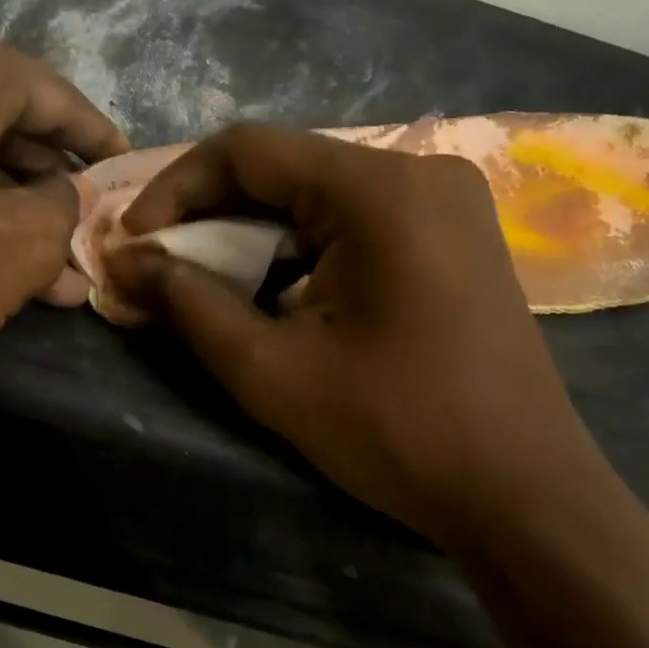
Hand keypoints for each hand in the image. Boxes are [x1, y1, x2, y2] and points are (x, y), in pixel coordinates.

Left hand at [0, 25, 125, 571]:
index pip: (53, 93)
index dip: (99, 138)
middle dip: (54, 186)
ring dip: (10, 212)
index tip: (131, 169)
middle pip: (4, 123)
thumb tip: (71, 194)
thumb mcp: (17, 244)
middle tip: (92, 231)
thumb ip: (65, 208)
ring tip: (57, 273)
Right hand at [105, 124, 603, 535]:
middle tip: (161, 263)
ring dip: (253, 230)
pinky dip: (299, 243)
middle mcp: (417, 169)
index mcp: (379, 188)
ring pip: (316, 190)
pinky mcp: (453, 230)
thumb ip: (186, 304)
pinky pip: (353, 214)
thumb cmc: (398, 432)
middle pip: (284, 166)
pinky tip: (274, 286)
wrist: (527, 497)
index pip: (248, 150)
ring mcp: (444, 198)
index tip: (134, 240)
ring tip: (206, 278)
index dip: (176, 187)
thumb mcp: (271, 371)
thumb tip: (121, 261)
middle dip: (211, 213)